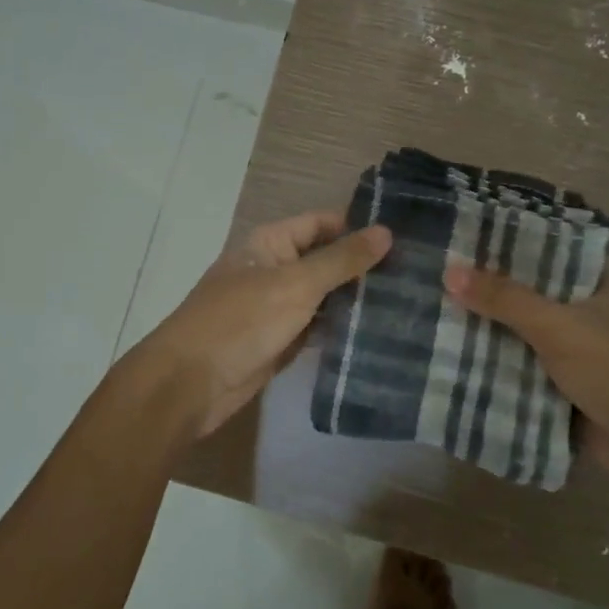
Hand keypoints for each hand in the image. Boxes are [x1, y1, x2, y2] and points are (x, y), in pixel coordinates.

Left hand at [132, 211, 391, 439]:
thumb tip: (386, 231)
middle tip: (418, 274)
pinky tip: (379, 332)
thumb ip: (341, 260)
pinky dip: (341, 329)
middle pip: (325, 260)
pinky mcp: (280, 342)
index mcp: (270, 243)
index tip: (406, 237)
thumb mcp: (295, 284)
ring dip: (356, 300)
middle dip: (363, 266)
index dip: (359, 227)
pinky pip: (317, 328)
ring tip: (410, 302)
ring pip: (324, 297)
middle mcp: (274, 269)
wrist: (190, 384)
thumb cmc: (240, 321)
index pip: (322, 224)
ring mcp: (276, 307)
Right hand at [443, 262, 608, 497]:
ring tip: (425, 312)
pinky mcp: (555, 390)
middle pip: (520, 295)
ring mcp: (565, 354)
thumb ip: (505, 300)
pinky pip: (513, 373)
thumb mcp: (558, 326)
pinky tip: (445, 360)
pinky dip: (486, 370)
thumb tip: (448, 272)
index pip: (542, 250)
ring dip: (479, 333)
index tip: (459, 233)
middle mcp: (576, 313)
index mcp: (589, 285)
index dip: (504, 241)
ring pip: (513, 336)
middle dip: (480, 290)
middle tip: (428, 273)